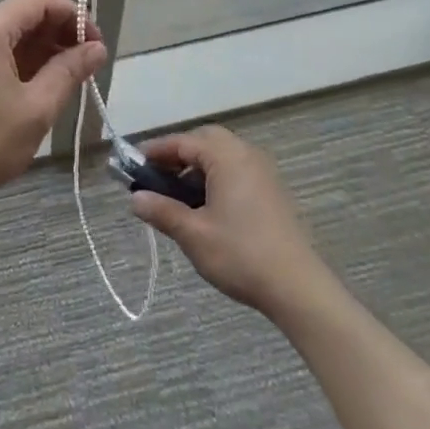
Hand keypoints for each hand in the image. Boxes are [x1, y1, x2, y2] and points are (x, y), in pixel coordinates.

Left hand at [0, 0, 105, 218]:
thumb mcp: (36, 108)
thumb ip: (69, 71)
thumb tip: (97, 48)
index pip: (38, 2)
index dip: (74, 16)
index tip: (97, 44)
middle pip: (20, 15)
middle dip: (57, 34)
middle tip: (86, 65)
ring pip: (5, 34)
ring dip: (38, 49)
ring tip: (67, 78)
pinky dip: (16, 61)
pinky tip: (36, 85)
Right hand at [129, 126, 327, 315]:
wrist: (297, 287)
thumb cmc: (240, 254)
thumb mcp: (193, 234)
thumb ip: (162, 211)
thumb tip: (135, 199)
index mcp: (226, 156)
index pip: (182, 141)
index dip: (155, 151)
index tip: (132, 164)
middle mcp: (246, 154)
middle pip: (205, 141)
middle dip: (178, 155)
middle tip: (156, 178)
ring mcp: (263, 172)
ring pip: (222, 156)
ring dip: (196, 168)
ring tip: (177, 197)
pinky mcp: (272, 191)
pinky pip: (236, 171)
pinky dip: (215, 178)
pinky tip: (205, 208)